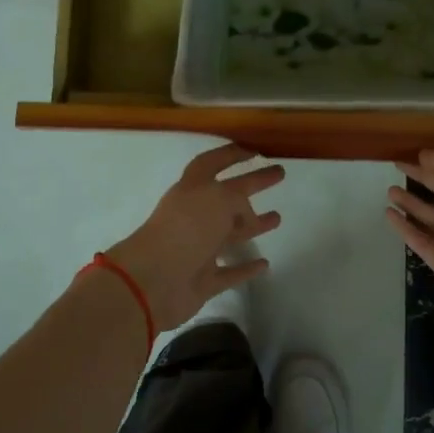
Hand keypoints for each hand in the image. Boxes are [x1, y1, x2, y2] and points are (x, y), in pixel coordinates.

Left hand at [106, 143, 284, 329]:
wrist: (153, 282)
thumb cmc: (186, 229)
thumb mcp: (218, 199)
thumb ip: (238, 199)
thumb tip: (247, 215)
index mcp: (191, 190)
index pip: (212, 164)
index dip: (232, 154)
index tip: (256, 150)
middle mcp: (193, 216)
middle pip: (228, 196)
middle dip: (253, 183)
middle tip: (279, 174)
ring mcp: (197, 249)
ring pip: (229, 234)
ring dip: (253, 226)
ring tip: (277, 218)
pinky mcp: (202, 281)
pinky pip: (229, 272)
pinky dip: (245, 268)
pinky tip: (264, 264)